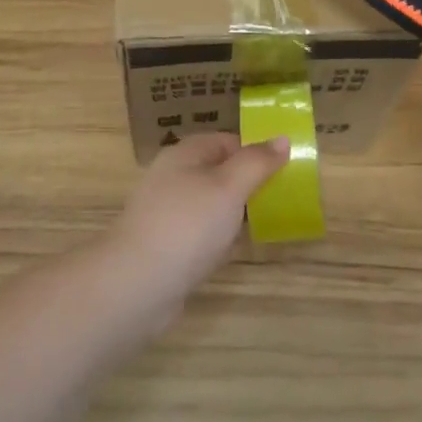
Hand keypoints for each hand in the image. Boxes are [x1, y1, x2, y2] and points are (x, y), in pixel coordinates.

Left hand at [107, 133, 287, 312]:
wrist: (137, 284)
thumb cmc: (187, 225)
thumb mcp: (229, 187)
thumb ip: (256, 162)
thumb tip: (282, 138)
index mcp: (184, 154)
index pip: (226, 140)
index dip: (254, 152)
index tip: (283, 171)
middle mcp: (172, 177)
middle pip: (218, 172)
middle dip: (247, 185)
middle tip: (278, 200)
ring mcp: (166, 212)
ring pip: (209, 204)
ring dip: (233, 214)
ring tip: (262, 226)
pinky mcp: (165, 244)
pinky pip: (199, 233)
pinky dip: (217, 239)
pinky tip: (230, 252)